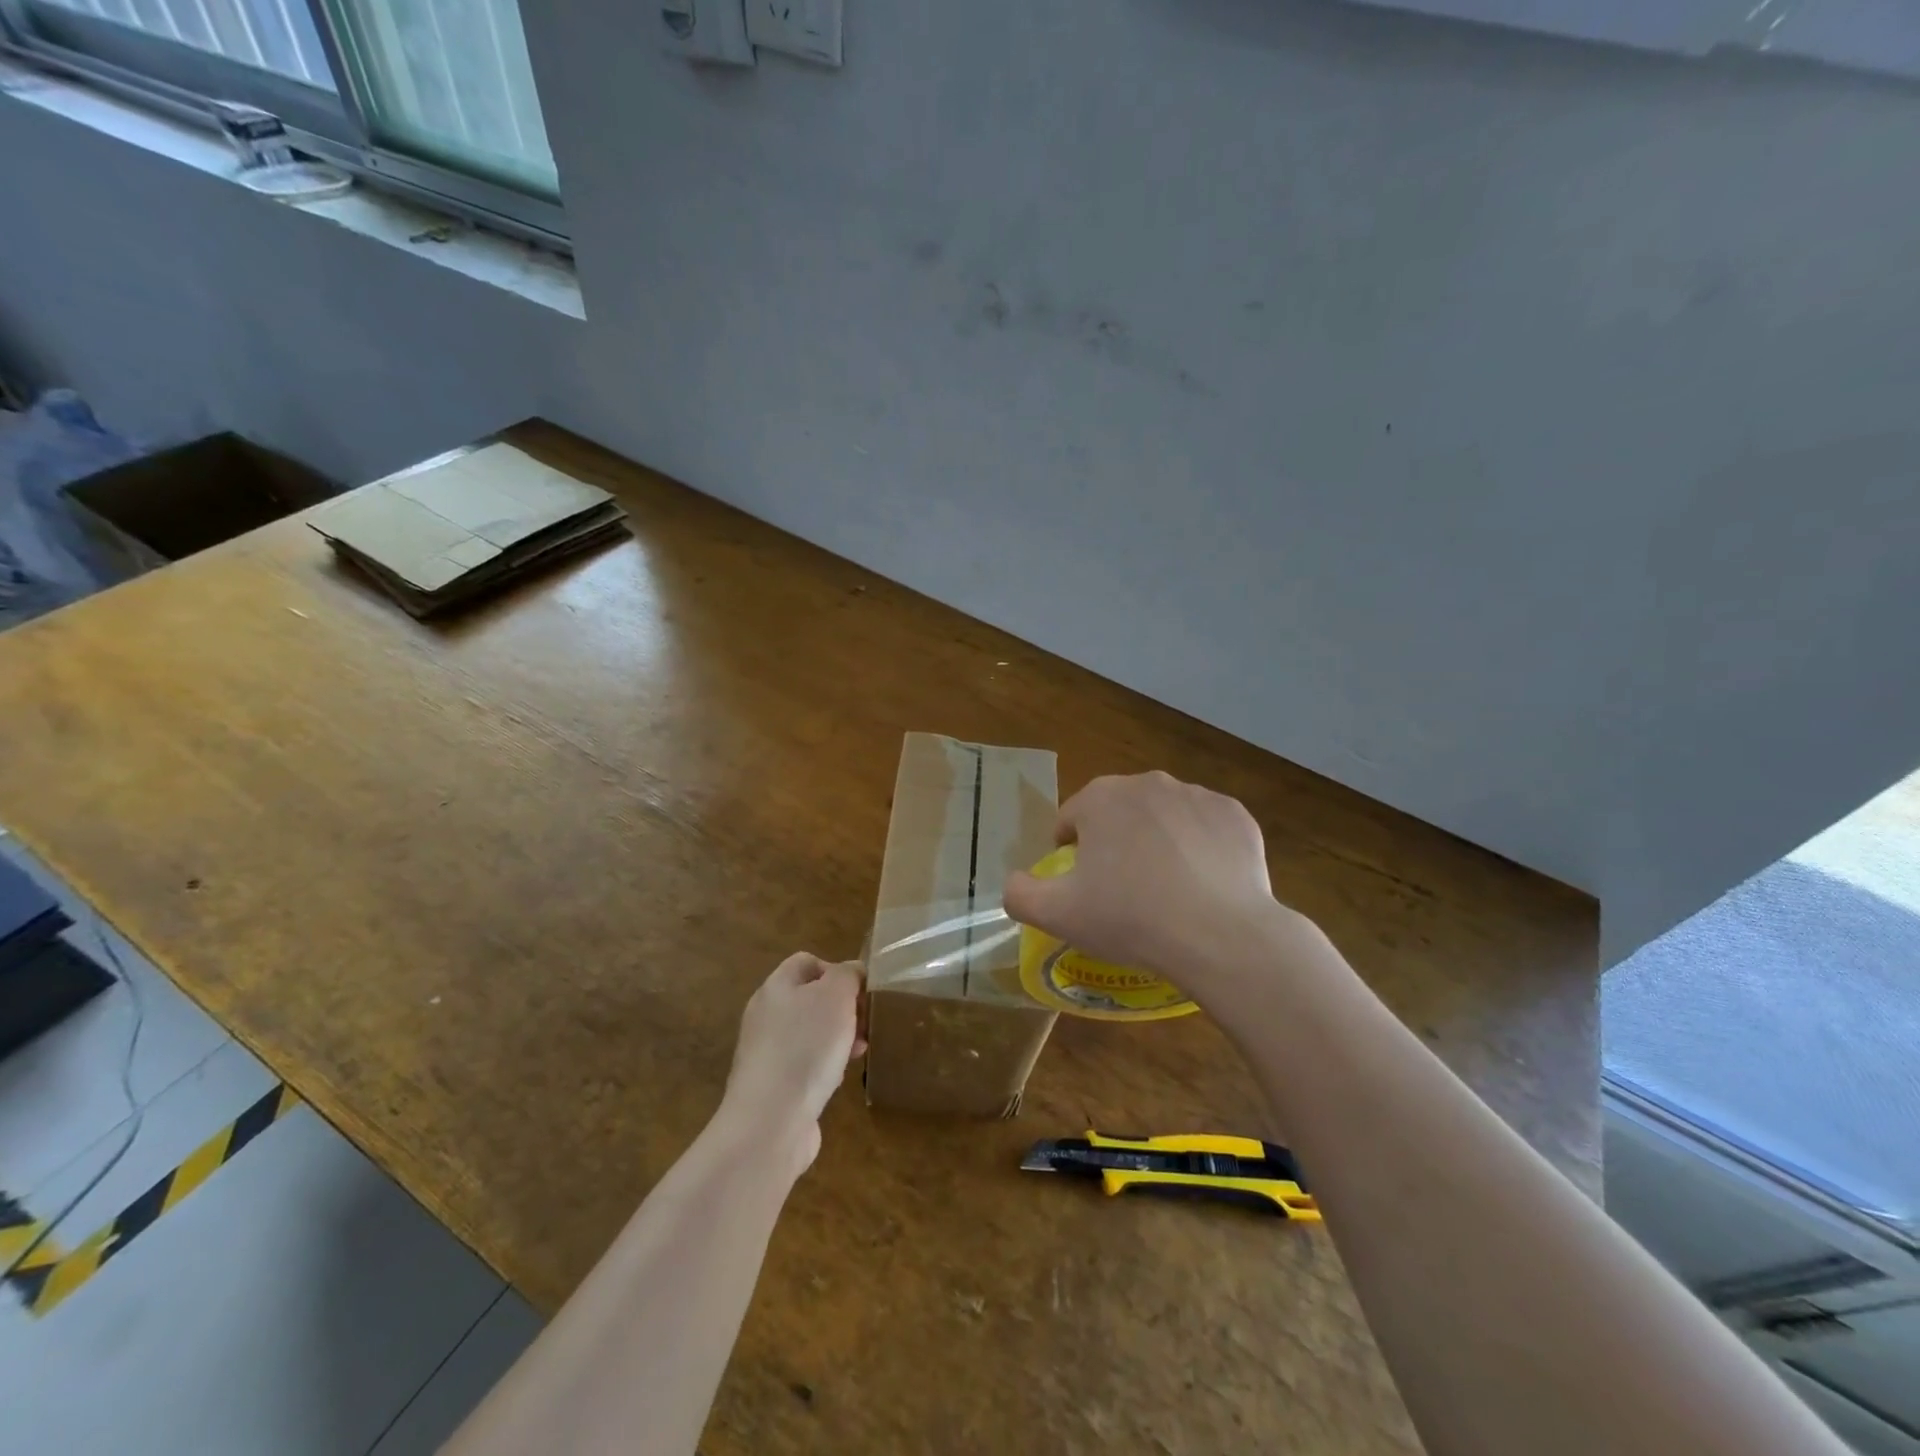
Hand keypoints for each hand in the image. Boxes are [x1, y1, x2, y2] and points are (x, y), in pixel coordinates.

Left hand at [719, 954, 864, 1173]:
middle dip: (843, 1007)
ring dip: (838, 1037)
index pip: (807, 962)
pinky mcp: (773, 1085)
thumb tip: (852, 973)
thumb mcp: (836, 996)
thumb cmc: (806, 1048)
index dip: (837, 970)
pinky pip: (805, 1063)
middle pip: (811, 998)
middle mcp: (766, 1015)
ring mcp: (766, 1052)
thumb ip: (847, 975)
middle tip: (865, 1022)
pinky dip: (825, 1065)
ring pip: (811, 1032)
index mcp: (776, 987)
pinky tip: (839, 1078)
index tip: (860, 991)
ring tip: (860, 1050)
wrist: (770, 1122)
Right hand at [1003, 771, 1286, 986]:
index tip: (1083, 886)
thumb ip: (1020, 893)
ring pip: (1163, 817)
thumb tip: (1014, 882)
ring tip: (1166, 891)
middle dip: (1115, 843)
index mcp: (1101, 798)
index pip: (1071, 818)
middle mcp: (1148, 783)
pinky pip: (1206, 828)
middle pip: (1118, 813)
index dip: (1070, 853)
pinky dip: (1200, 848)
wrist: (1219, 936)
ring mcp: (1197, 796)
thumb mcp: (1056, 915)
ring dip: (1157, 842)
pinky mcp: (1236, 815)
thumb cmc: (1129, 919)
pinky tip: (1202, 885)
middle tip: (1123, 891)